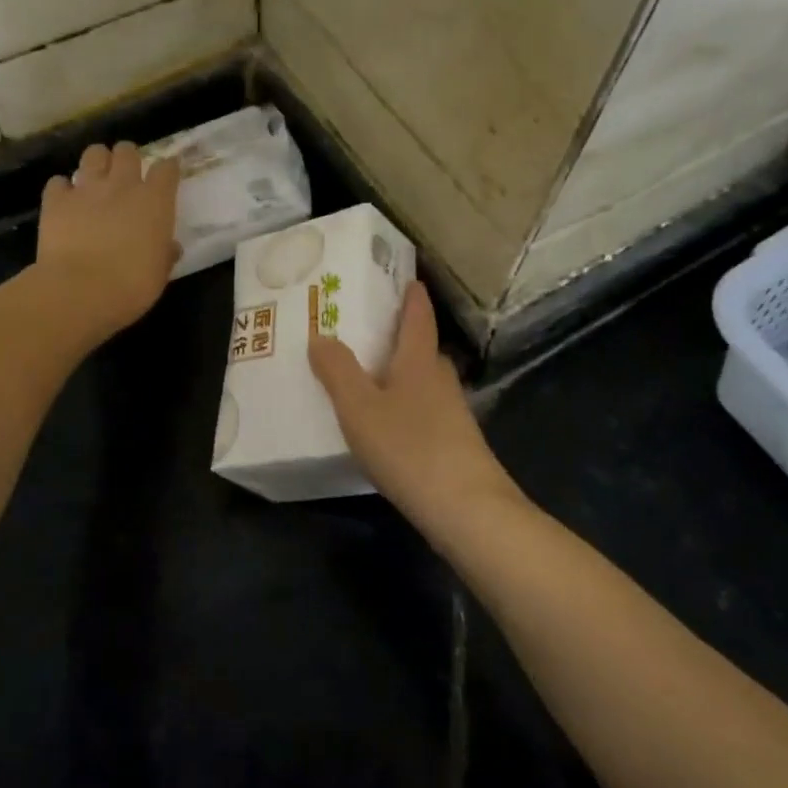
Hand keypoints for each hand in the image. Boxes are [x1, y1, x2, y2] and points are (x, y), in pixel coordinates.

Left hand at [35, 142, 180, 343]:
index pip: (166, 168)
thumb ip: (165, 253)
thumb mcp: (159, 273)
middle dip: (128, 158)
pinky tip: (64, 201)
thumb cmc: (131, 286)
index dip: (167, 169)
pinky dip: (62, 189)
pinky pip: (58, 182)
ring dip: (97, 162)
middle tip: (126, 175)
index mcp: (154, 201)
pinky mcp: (56, 199)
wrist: (80, 291)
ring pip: (94, 153)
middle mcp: (122, 185)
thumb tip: (170, 247)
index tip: (166, 175)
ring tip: (96, 179)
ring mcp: (87, 188)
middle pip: (127, 151)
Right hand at [309, 281, 504, 512]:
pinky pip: (423, 410)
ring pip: (422, 381)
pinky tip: (386, 424)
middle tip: (364, 330)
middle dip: (397, 336)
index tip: (405, 277)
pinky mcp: (454, 444)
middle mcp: (440, 379)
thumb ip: (337, 371)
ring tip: (367, 376)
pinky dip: (404, 405)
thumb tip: (320, 336)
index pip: (418, 315)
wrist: (467, 509)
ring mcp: (452, 413)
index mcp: (419, 360)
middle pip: (420, 348)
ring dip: (400, 373)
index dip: (411, 295)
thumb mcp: (360, 408)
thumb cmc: (409, 448)